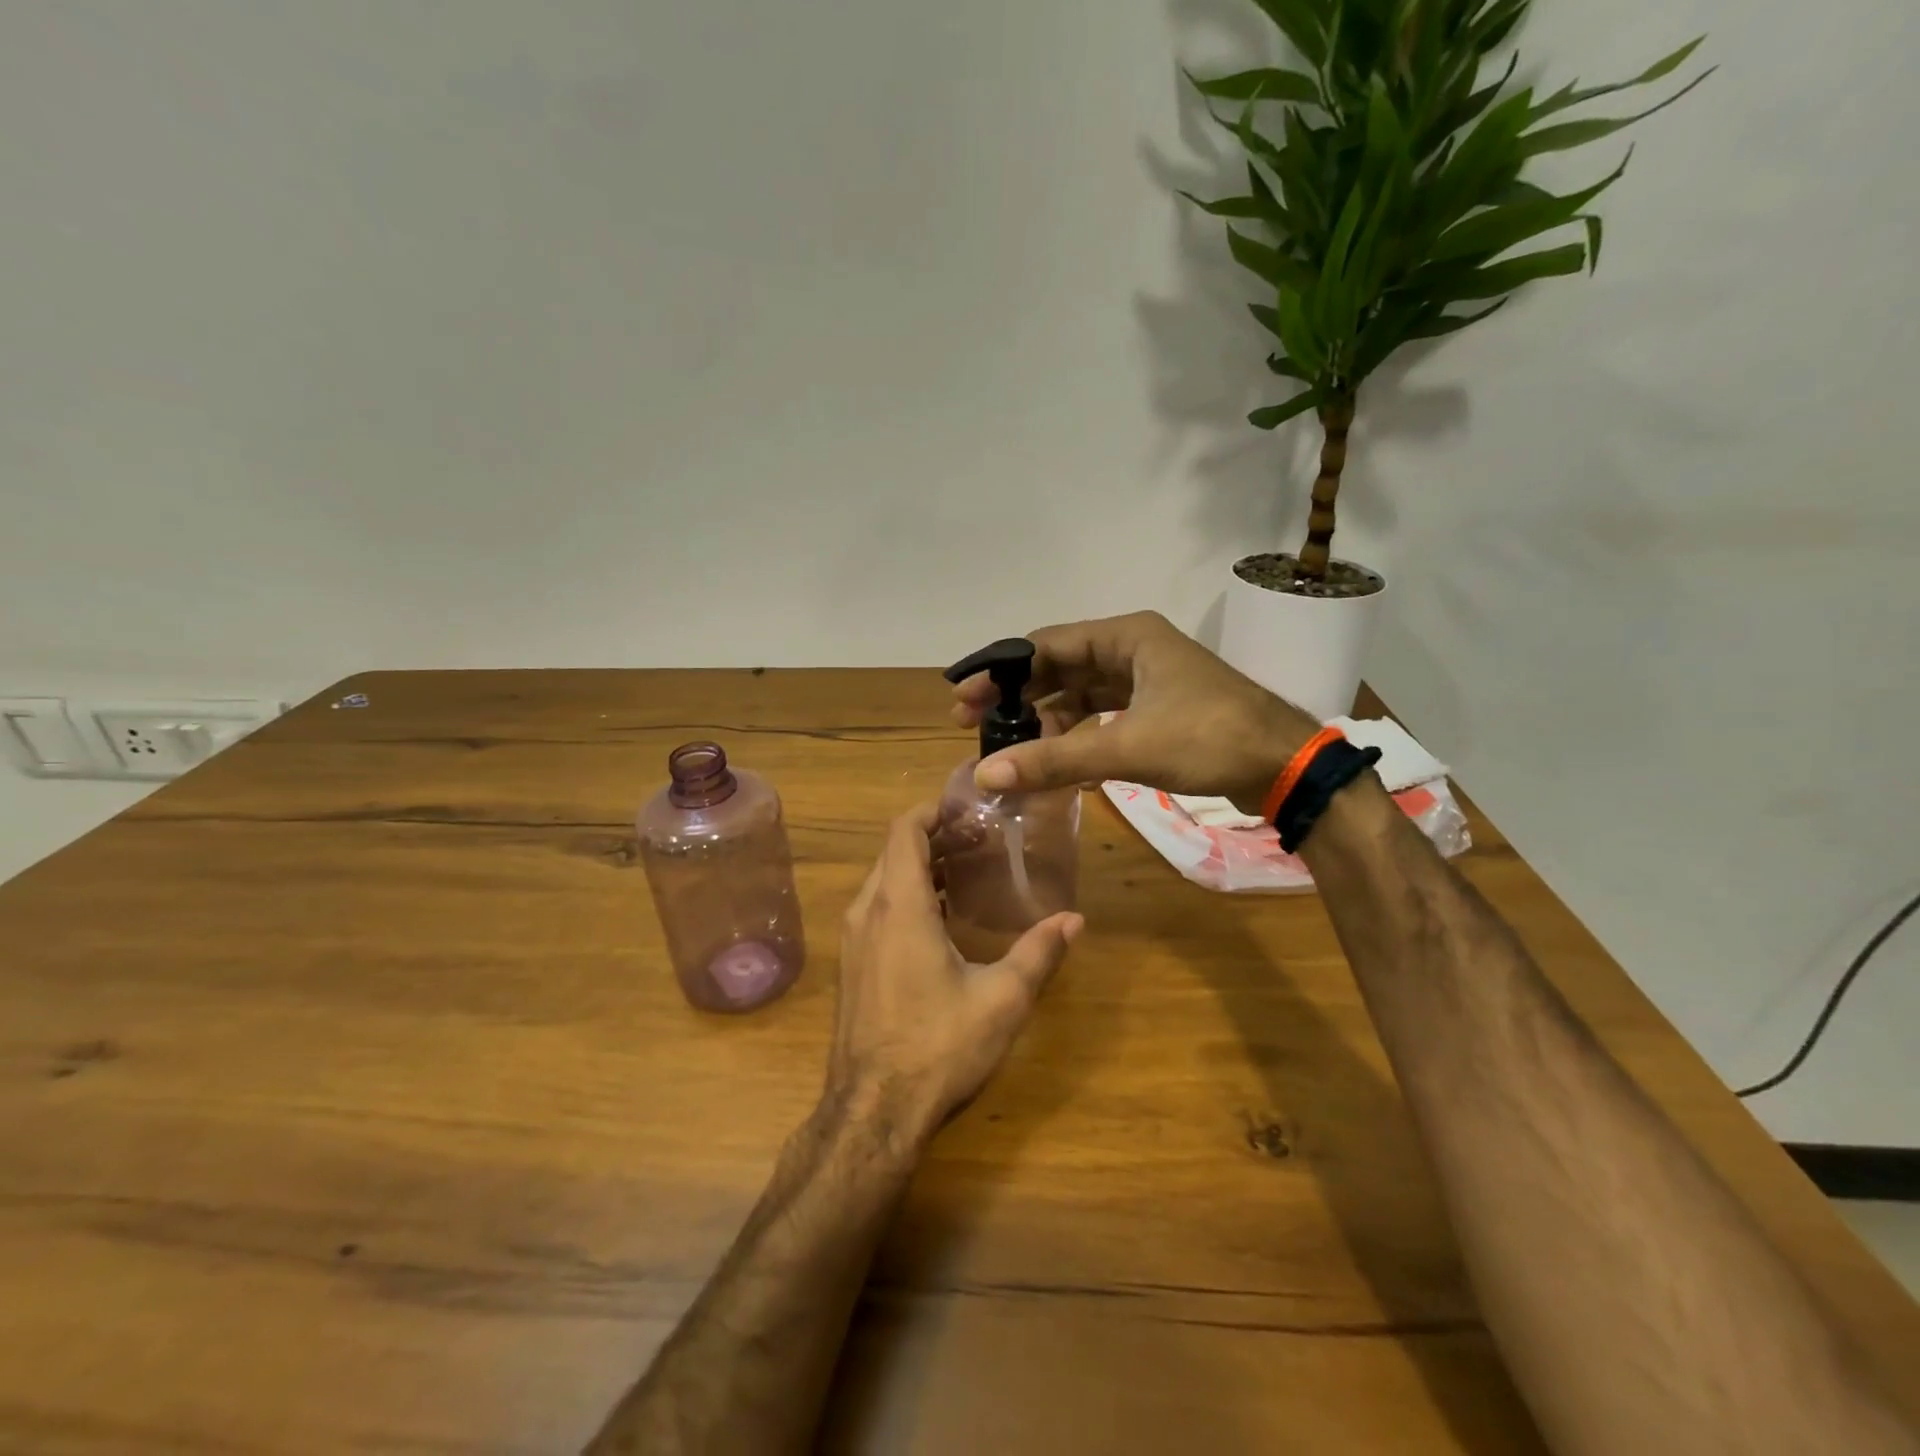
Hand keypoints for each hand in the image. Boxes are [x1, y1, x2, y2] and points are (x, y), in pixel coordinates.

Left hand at [829, 804, 1082, 1147]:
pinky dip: (907, 896)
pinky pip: (877, 909)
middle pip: (895, 851)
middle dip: (935, 837)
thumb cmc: (937, 1047)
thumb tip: (1075, 919)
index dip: (933, 810)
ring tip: (968, 870)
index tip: (969, 808)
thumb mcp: (1001, 999)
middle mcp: (867, 912)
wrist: (872, 1112)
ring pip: (884, 881)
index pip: (905, 831)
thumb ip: (1038, 953)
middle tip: (981, 838)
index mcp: (899, 906)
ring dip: (921, 867)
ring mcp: (854, 940)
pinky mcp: (852, 964)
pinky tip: (943, 918)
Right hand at [951, 610, 1319, 809]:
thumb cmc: (1209, 739)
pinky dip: (1076, 733)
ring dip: (1045, 718)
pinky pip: (1101, 714)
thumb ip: (1055, 760)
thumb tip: (986, 775)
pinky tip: (1055, 758)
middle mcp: (1132, 648)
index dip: (1000, 672)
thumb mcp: (1127, 747)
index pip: (1045, 645)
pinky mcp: (1156, 708)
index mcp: (1126, 636)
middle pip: (1058, 667)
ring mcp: (1146, 679)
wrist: (1286, 766)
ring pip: (1079, 693)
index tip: (963, 699)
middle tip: (973, 725)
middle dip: (1017, 696)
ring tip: (1010, 747)